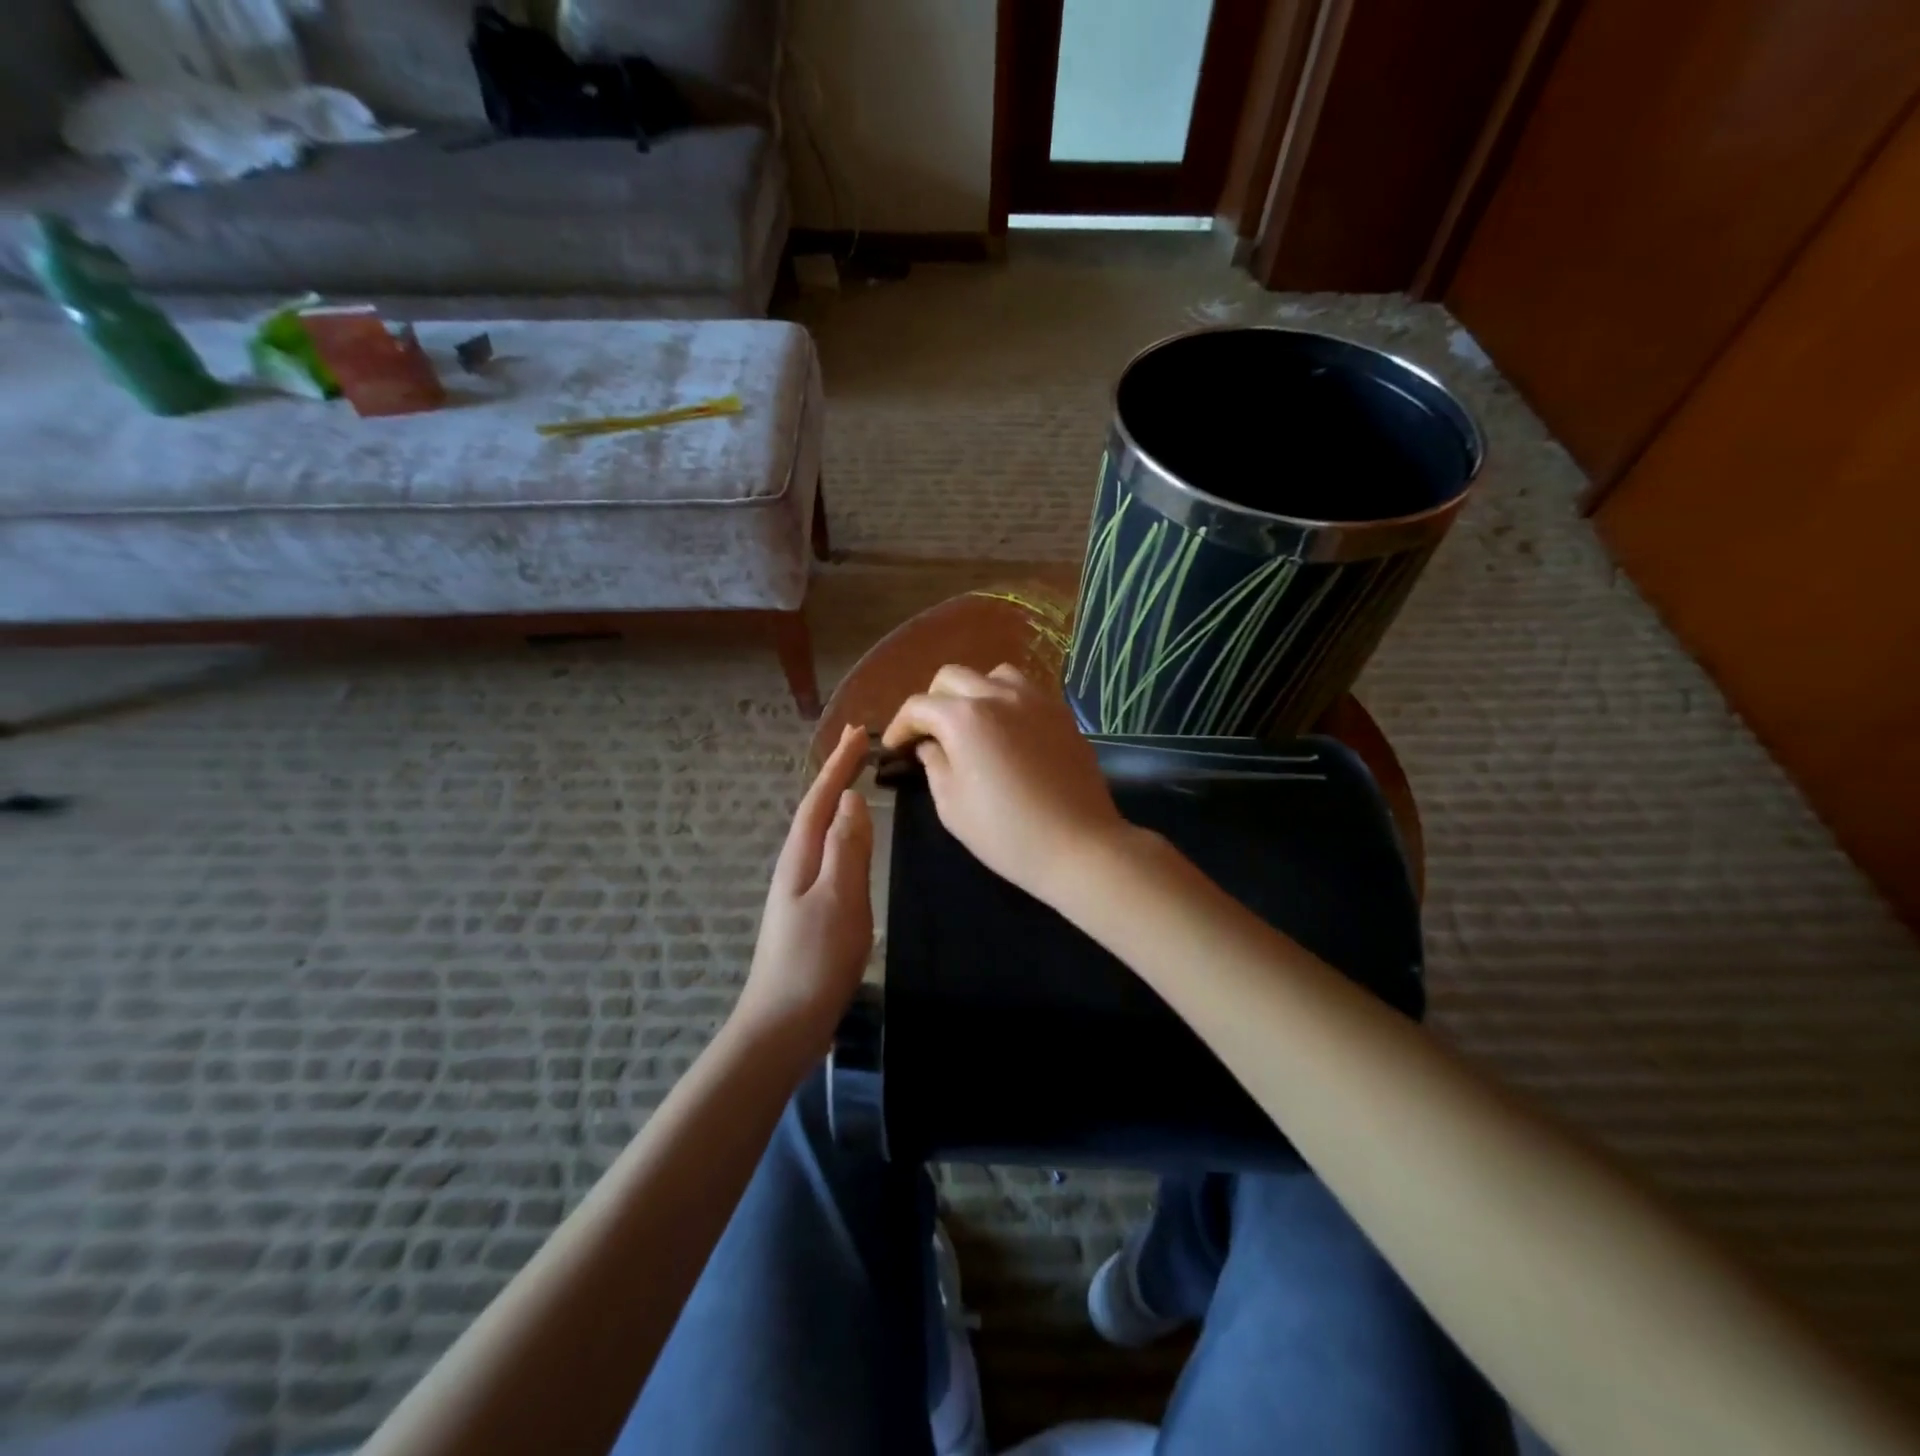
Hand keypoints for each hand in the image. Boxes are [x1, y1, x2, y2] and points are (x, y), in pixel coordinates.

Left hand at [736, 725, 873, 1051]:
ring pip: (821, 832)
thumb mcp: (838, 900)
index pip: (820, 798)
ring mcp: (799, 890)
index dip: (838, 764)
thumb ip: (846, 849)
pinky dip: (842, 834)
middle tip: (862, 747)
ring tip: (859, 782)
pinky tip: (852, 843)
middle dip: (836, 775)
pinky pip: (828, 856)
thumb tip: (852, 800)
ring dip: (838, 802)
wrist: (783, 1024)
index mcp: (800, 857)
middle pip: (816, 809)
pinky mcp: (809, 911)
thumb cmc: (815, 960)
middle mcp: (795, 866)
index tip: (859, 732)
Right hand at [883, 665, 1131, 906]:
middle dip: (932, 702)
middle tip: (930, 734)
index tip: (894, 747)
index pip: (919, 706)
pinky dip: (1005, 701)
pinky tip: (1007, 732)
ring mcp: (1035, 700)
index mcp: (964, 718)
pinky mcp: (1061, 713)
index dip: (900, 726)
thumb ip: (934, 765)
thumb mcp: (952, 806)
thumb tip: (929, 745)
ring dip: (972, 693)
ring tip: (971, 725)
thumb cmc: (1006, 833)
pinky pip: (1025, 691)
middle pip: (952, 677)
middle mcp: (998, 696)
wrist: (1078, 845)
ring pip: (992, 675)